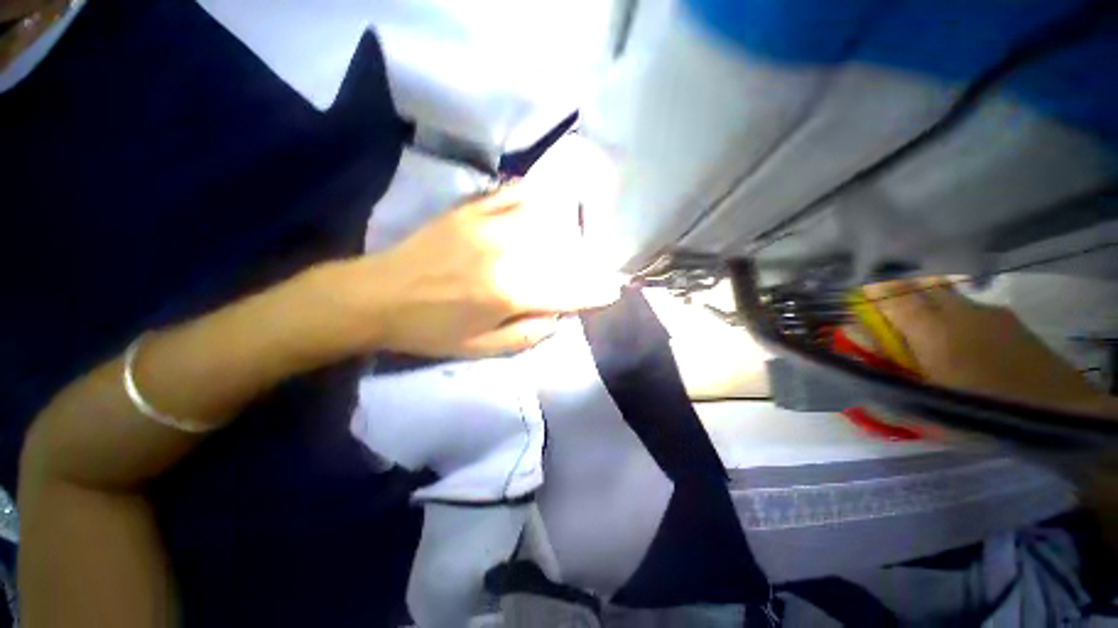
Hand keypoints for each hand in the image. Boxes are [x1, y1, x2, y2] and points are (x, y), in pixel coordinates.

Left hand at [309, 184, 621, 358]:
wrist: (376, 296)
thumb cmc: (430, 330)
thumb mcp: (482, 349)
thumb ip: (529, 334)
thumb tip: (560, 316)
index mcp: (508, 293)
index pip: (568, 289)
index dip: (595, 291)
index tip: (612, 291)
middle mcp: (506, 253)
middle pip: (563, 251)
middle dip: (585, 262)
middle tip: (592, 269)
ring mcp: (488, 224)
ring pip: (546, 217)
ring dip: (567, 228)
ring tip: (573, 238)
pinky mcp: (471, 209)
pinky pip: (514, 194)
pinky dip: (536, 198)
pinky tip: (545, 204)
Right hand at [863, 277, 1115, 417]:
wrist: (1061, 411)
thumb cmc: (988, 415)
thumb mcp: (930, 411)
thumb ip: (889, 391)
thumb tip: (856, 382)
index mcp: (932, 332)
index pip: (891, 295)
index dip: (871, 291)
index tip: (857, 295)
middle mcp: (957, 311)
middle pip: (919, 284)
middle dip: (898, 289)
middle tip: (888, 310)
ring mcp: (987, 311)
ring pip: (945, 293)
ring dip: (927, 301)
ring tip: (926, 330)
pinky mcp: (1008, 319)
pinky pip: (969, 306)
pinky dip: (955, 314)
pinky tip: (964, 342)